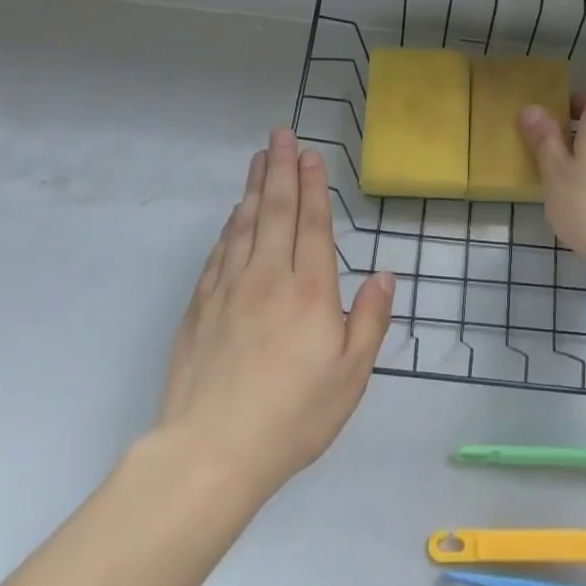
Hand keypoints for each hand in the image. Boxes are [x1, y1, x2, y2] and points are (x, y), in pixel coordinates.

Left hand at [156, 129, 394, 501]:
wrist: (211, 451)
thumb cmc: (293, 416)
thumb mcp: (351, 376)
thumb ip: (369, 320)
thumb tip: (385, 276)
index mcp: (310, 291)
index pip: (313, 224)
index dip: (314, 186)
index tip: (311, 154)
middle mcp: (268, 277)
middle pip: (276, 211)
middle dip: (282, 169)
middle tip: (282, 135)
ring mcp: (229, 288)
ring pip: (244, 224)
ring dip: (255, 188)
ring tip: (260, 159)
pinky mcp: (200, 305)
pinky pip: (219, 251)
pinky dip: (230, 225)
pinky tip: (235, 214)